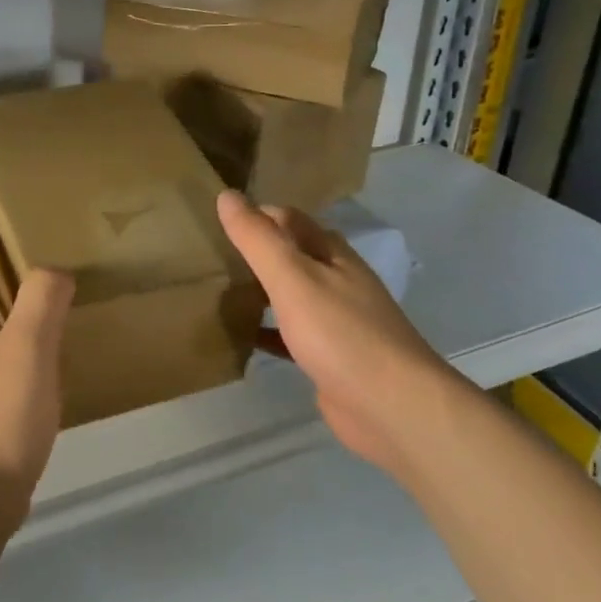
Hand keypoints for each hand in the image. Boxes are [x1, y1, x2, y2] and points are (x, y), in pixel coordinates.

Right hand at [217, 190, 443, 476]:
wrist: (390, 405)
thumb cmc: (341, 335)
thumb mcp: (293, 278)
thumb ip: (259, 240)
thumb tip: (227, 196)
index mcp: (333, 255)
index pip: (291, 220)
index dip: (257, 215)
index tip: (216, 220)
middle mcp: (338, 281)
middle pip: (292, 256)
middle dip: (256, 253)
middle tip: (210, 256)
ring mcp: (336, 321)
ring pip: (291, 296)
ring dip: (261, 291)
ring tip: (218, 290)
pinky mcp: (329, 357)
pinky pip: (291, 335)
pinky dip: (267, 331)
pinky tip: (242, 337)